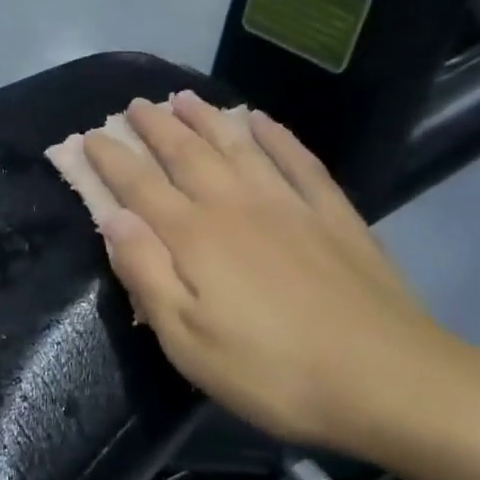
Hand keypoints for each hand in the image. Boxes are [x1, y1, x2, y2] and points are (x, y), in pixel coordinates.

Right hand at [82, 92, 479, 461]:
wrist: (392, 381)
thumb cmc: (273, 372)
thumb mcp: (188, 341)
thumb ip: (145, 274)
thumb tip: (112, 218)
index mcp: (194, 236)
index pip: (139, 185)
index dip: (110, 159)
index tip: (87, 137)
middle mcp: (234, 205)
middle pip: (185, 153)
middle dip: (153, 127)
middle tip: (133, 105)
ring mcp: (288, 203)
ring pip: (236, 145)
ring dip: (205, 118)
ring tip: (182, 97)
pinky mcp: (332, 213)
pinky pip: (297, 159)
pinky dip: (275, 134)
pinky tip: (261, 119)